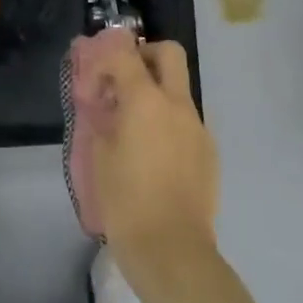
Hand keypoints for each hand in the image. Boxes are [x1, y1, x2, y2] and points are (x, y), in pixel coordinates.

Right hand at [87, 31, 219, 274]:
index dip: (104, 59)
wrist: (172, 250)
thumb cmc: (126, 201)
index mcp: (146, 101)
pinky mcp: (209, 152)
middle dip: (145, 56)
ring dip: (157, 93)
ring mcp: (198, 128)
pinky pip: (187, 122)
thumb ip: (102, 119)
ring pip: (180, 90)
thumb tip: (105, 105)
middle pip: (169, 53)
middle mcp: (178, 105)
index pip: (125, 54)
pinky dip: (169, 123)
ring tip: (134, 127)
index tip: (92, 82)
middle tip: (124, 80)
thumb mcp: (99, 156)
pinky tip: (154, 155)